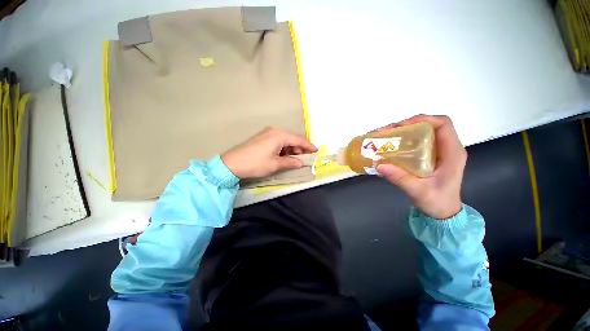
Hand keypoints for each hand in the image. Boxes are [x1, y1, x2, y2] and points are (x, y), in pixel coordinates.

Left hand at [221, 127, 317, 178]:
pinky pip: (277, 141)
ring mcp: (267, 133)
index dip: (308, 146)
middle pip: (292, 138)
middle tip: (303, 158)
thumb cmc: (256, 163)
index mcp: (279, 135)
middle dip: (299, 148)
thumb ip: (290, 162)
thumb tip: (300, 162)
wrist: (232, 163)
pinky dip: (282, 148)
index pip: (299, 139)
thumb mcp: (275, 165)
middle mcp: (274, 131)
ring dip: (290, 149)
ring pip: (284, 140)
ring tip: (292, 159)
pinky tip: (282, 156)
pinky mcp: (261, 137)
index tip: (316, 151)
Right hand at [375, 115, 466, 218]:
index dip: (423, 120)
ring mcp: (439, 152)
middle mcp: (447, 148)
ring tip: (385, 137)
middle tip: (387, 132)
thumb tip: (379, 165)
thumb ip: (400, 178)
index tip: (401, 126)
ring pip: (423, 133)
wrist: (443, 213)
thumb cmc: (437, 202)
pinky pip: (418, 142)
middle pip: (430, 126)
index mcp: (452, 153)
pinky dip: (404, 140)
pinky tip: (391, 146)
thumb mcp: (418, 191)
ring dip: (403, 132)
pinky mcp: (431, 157)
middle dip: (407, 125)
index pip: (443, 125)